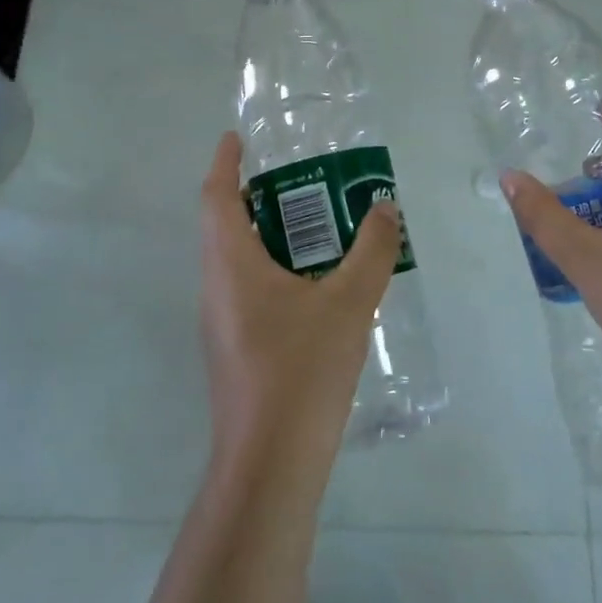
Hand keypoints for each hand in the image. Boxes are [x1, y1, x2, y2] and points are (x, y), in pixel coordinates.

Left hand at [199, 132, 402, 477]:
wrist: (271, 464)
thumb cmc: (301, 371)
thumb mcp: (348, 303)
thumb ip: (371, 251)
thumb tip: (385, 209)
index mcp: (231, 265)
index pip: (216, 197)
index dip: (225, 163)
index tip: (237, 137)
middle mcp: (217, 288)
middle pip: (226, 227)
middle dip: (256, 197)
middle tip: (300, 180)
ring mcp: (222, 323)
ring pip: (238, 262)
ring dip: (268, 236)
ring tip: (317, 227)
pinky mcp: (236, 350)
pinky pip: (250, 291)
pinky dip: (276, 271)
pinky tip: (317, 287)